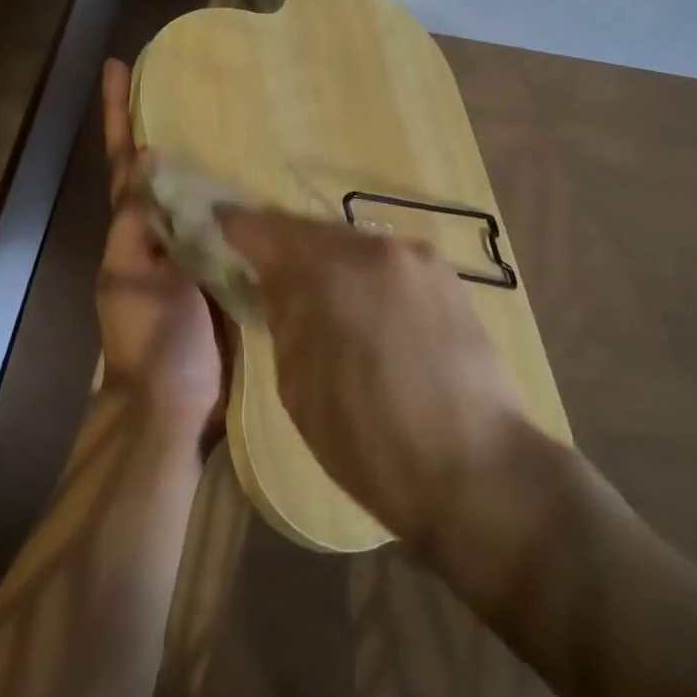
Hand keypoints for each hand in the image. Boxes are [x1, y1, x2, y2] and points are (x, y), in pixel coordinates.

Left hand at [96, 60, 227, 451]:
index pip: (125, 161)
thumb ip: (138, 222)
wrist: (179, 406)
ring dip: (215, 155)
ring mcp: (197, 248)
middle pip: (165, 167)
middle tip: (197, 78)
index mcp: (134, 229)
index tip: (117, 67)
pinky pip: (236, 224)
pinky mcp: (229, 267)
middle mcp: (164, 230)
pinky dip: (247, 198)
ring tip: (244, 113)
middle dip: (172, 123)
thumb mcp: (132, 278)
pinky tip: (273, 176)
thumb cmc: (150, 341)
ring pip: (203, 191)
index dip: (119, 115)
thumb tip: (150, 158)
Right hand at [219, 209, 528, 551]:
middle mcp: (376, 249)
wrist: (477, 471)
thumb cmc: (371, 443)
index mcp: (331, 272)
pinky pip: (389, 263)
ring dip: (328, 261)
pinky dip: (365, 275)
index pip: (269, 230)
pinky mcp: (449, 278)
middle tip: (263, 267)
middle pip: (314, 231)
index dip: (238, 227)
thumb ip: (284, 319)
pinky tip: (363, 307)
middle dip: (285, 246)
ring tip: (314, 292)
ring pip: (354, 244)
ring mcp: (419, 259)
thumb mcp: (299, 387)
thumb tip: (277, 285)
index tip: (218, 226)